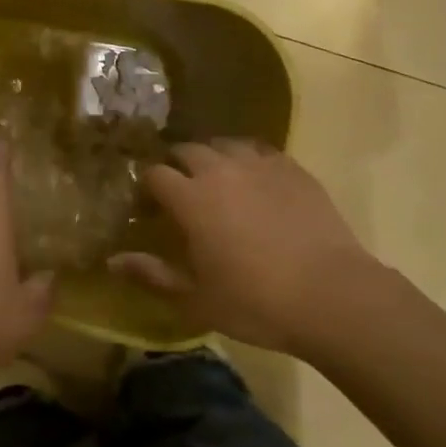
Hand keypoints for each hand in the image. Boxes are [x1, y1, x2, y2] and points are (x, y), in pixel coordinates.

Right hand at [110, 140, 384, 356]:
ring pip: (224, 144)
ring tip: (217, 179)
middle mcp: (220, 170)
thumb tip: (112, 260)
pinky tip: (255, 181)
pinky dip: (248, 160)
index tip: (148, 205)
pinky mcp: (292, 169)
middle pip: (187, 149)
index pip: (155, 174)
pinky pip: (260, 151)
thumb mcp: (196, 299)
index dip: (147, 186)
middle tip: (181, 190)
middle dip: (177, 164)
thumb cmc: (256, 302)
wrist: (333, 296)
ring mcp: (259, 165)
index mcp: (191, 198)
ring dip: (213, 157)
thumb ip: (152, 274)